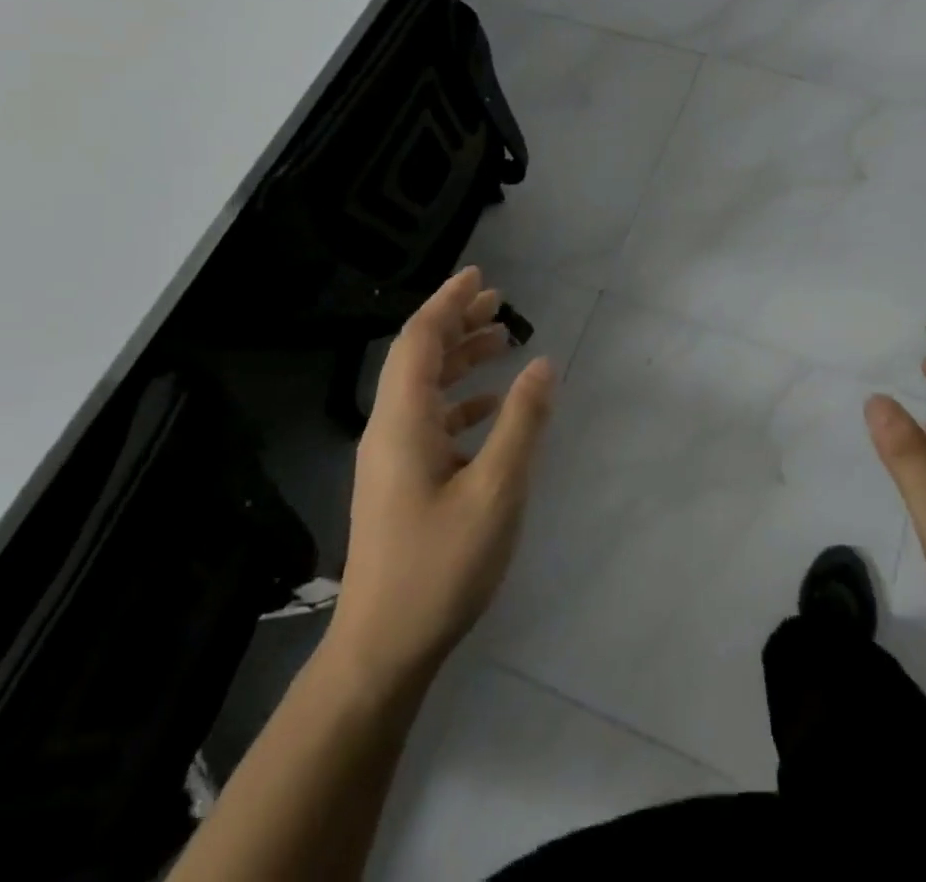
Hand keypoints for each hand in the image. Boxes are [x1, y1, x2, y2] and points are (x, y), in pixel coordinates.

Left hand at [330, 267, 555, 684]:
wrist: (382, 649)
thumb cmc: (440, 566)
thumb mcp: (496, 491)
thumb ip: (521, 423)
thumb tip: (543, 364)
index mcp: (402, 421)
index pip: (420, 339)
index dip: (449, 302)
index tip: (480, 276)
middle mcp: (389, 429)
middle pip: (420, 357)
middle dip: (457, 323)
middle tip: (498, 302)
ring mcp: (391, 458)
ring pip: (424, 388)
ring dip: (460, 359)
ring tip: (501, 341)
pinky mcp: (399, 482)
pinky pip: (429, 421)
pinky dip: (459, 401)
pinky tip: (489, 406)